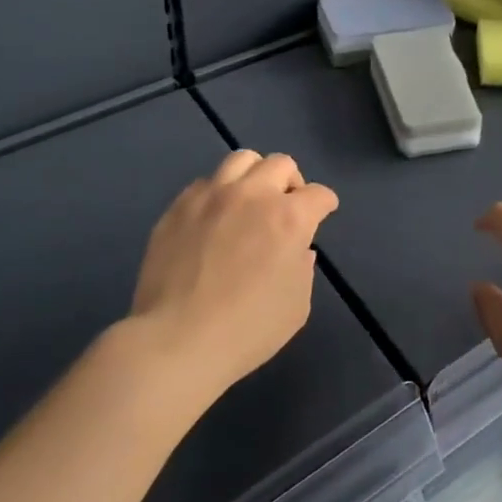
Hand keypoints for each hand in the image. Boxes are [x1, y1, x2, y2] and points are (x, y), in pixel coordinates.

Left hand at [130, 150, 338, 400]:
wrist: (176, 341)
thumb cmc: (247, 330)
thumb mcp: (296, 307)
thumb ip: (302, 269)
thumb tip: (297, 250)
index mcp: (289, 218)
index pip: (319, 194)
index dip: (325, 204)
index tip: (323, 213)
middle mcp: (253, 195)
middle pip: (281, 164)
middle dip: (291, 182)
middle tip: (286, 206)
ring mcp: (212, 196)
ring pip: (241, 160)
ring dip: (254, 176)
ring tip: (249, 200)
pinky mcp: (179, 207)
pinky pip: (204, 183)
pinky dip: (217, 193)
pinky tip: (214, 217)